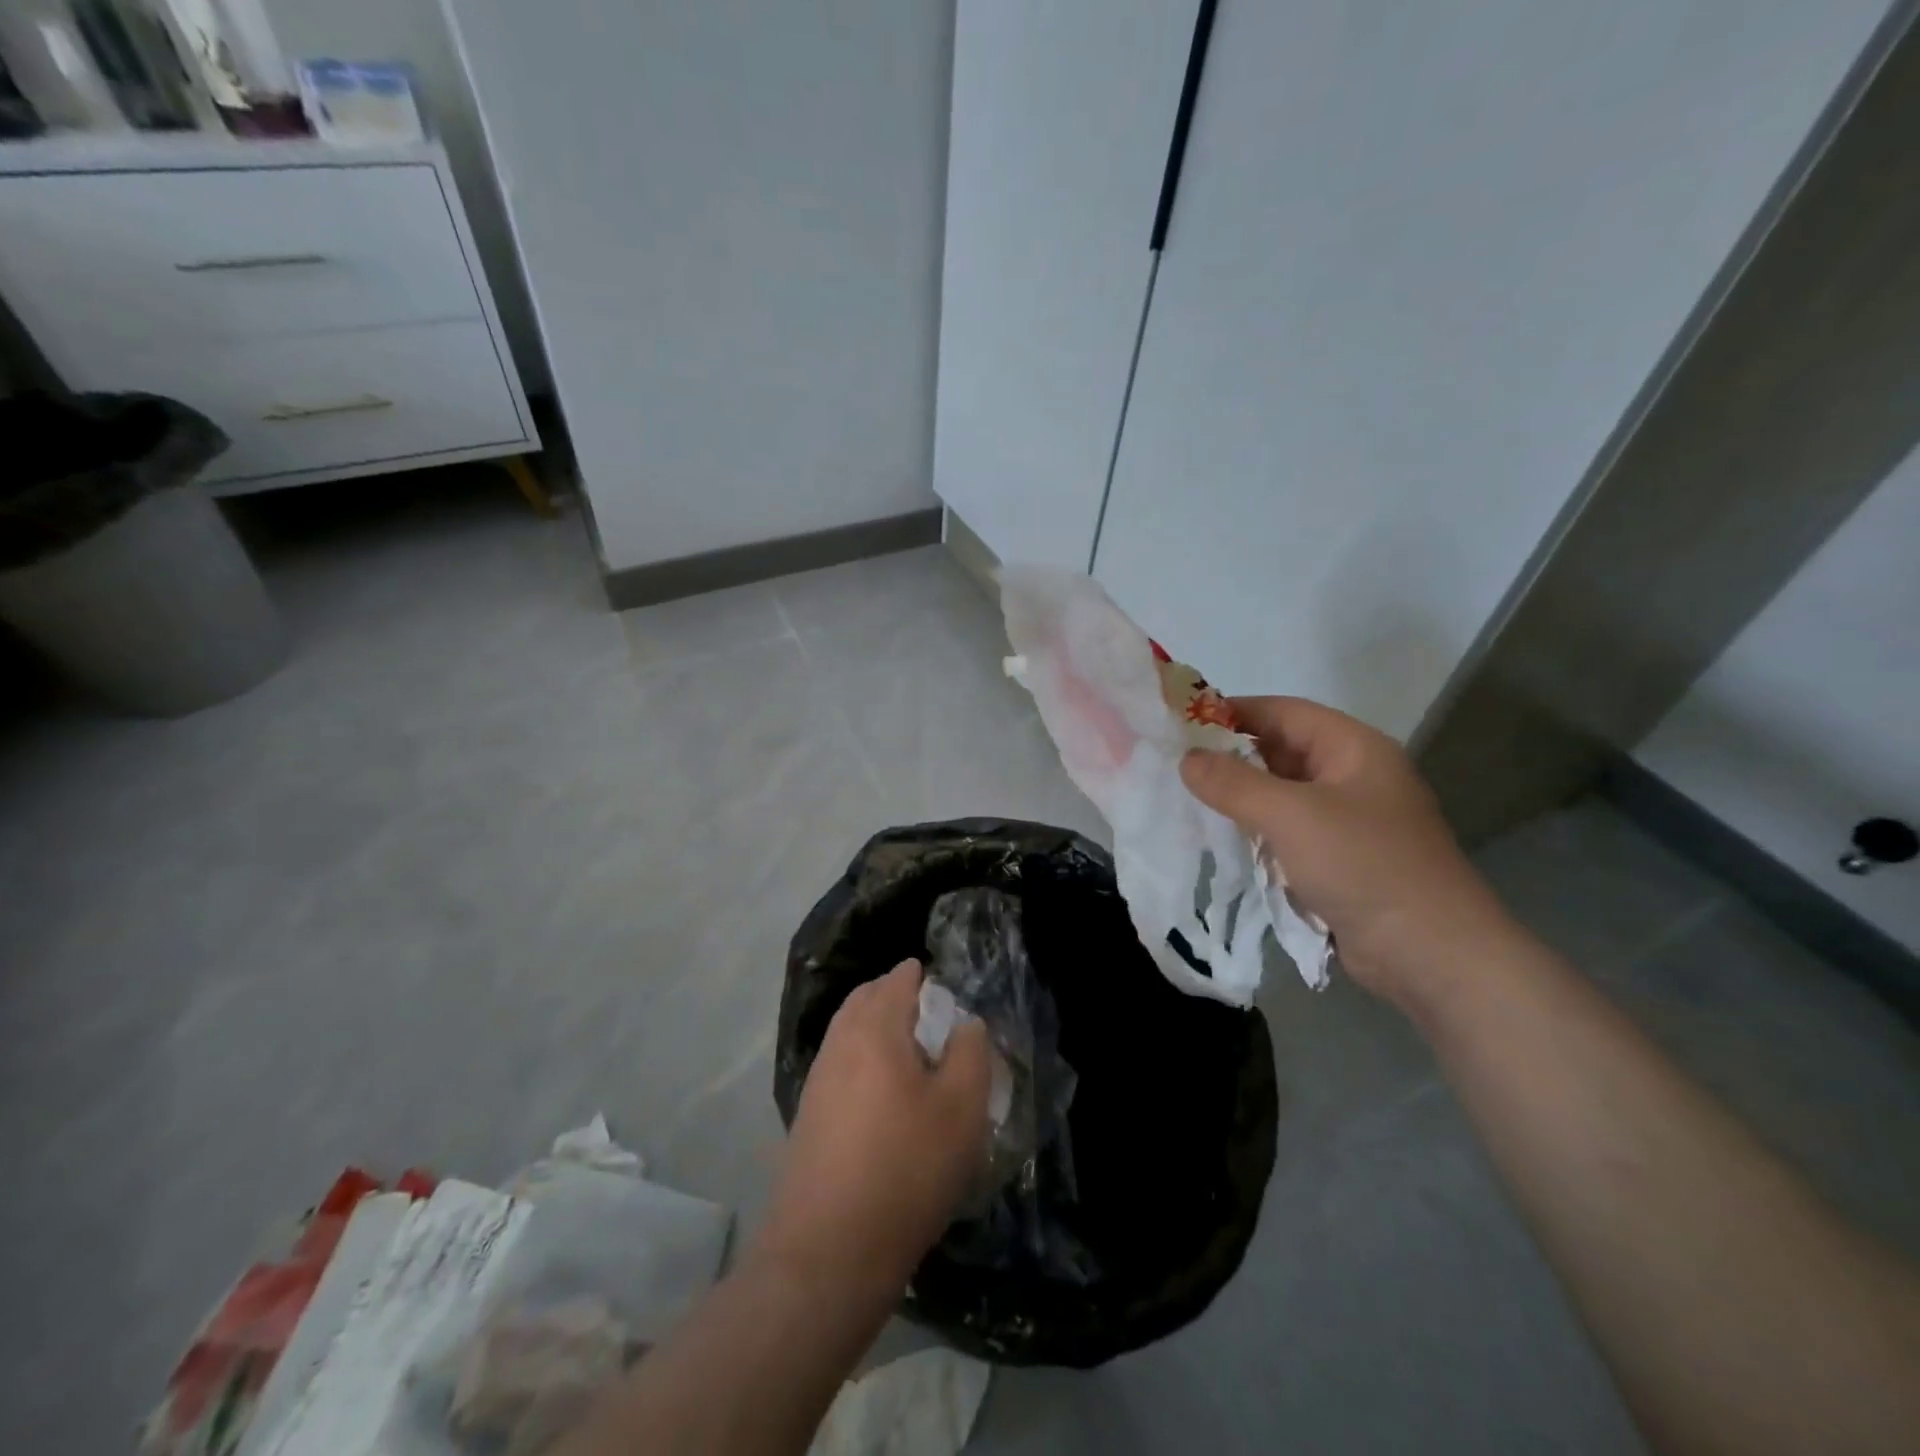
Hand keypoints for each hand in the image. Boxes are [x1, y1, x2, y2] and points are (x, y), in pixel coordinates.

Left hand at [758, 960, 991, 1296]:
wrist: (829, 1251)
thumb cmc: (906, 1168)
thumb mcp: (962, 1109)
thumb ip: (970, 1052)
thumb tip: (965, 1023)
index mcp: (874, 1028)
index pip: (899, 978)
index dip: (927, 979)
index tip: (951, 998)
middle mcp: (839, 1042)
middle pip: (868, 998)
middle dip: (898, 996)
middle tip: (934, 1019)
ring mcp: (818, 1079)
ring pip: (850, 1032)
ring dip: (880, 1029)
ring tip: (914, 1057)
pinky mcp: (808, 1115)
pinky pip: (841, 1065)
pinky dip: (864, 1060)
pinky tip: (885, 1095)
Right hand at [1180, 696, 1509, 1007]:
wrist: (1430, 954)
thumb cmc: (1363, 865)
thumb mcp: (1291, 816)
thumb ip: (1233, 783)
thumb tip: (1187, 758)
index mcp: (1353, 748)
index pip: (1284, 712)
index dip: (1233, 711)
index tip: (1182, 721)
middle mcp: (1352, 776)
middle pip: (1282, 751)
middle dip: (1231, 756)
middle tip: (1176, 763)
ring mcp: (1348, 820)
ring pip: (1281, 793)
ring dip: (1240, 795)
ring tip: (1188, 797)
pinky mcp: (1339, 859)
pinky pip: (1287, 830)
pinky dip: (1255, 829)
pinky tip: (1223, 837)